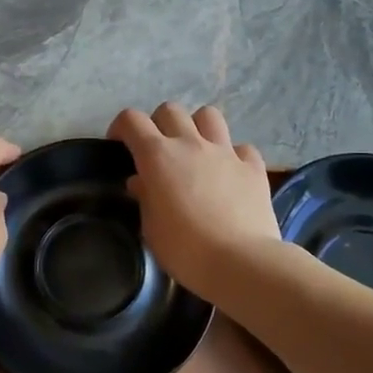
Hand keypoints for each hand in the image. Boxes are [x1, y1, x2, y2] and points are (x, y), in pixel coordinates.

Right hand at [108, 103, 281, 298]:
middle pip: (170, 110)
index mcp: (158, 156)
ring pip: (209, 115)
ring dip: (198, 127)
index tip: (119, 145)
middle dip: (159, 123)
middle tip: (158, 150)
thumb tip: (141, 182)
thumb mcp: (151, 228)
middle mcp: (191, 143)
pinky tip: (231, 174)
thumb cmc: (185, 250)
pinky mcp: (253, 166)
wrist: (241, 262)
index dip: (121, 127)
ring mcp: (225, 151)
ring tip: (196, 150)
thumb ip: (145, 198)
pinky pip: (242, 148)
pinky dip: (234, 156)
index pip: (132, 120)